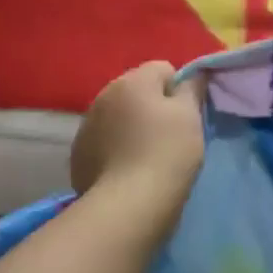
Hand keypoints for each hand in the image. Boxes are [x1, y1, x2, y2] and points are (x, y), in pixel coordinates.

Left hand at [70, 62, 206, 202]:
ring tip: (145, 155)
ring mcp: (86, 124)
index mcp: (132, 81)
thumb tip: (194, 74)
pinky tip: (125, 169)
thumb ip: (192, 88)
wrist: (128, 204)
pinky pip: (103, 140)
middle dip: (152, 106)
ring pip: (118, 115)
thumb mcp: (190, 116)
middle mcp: (103, 95)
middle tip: (168, 136)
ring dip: (131, 126)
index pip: (163, 69)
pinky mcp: (78, 153)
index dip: (179, 89)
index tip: (187, 116)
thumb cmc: (167, 153)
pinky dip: (114, 147)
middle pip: (136, 91)